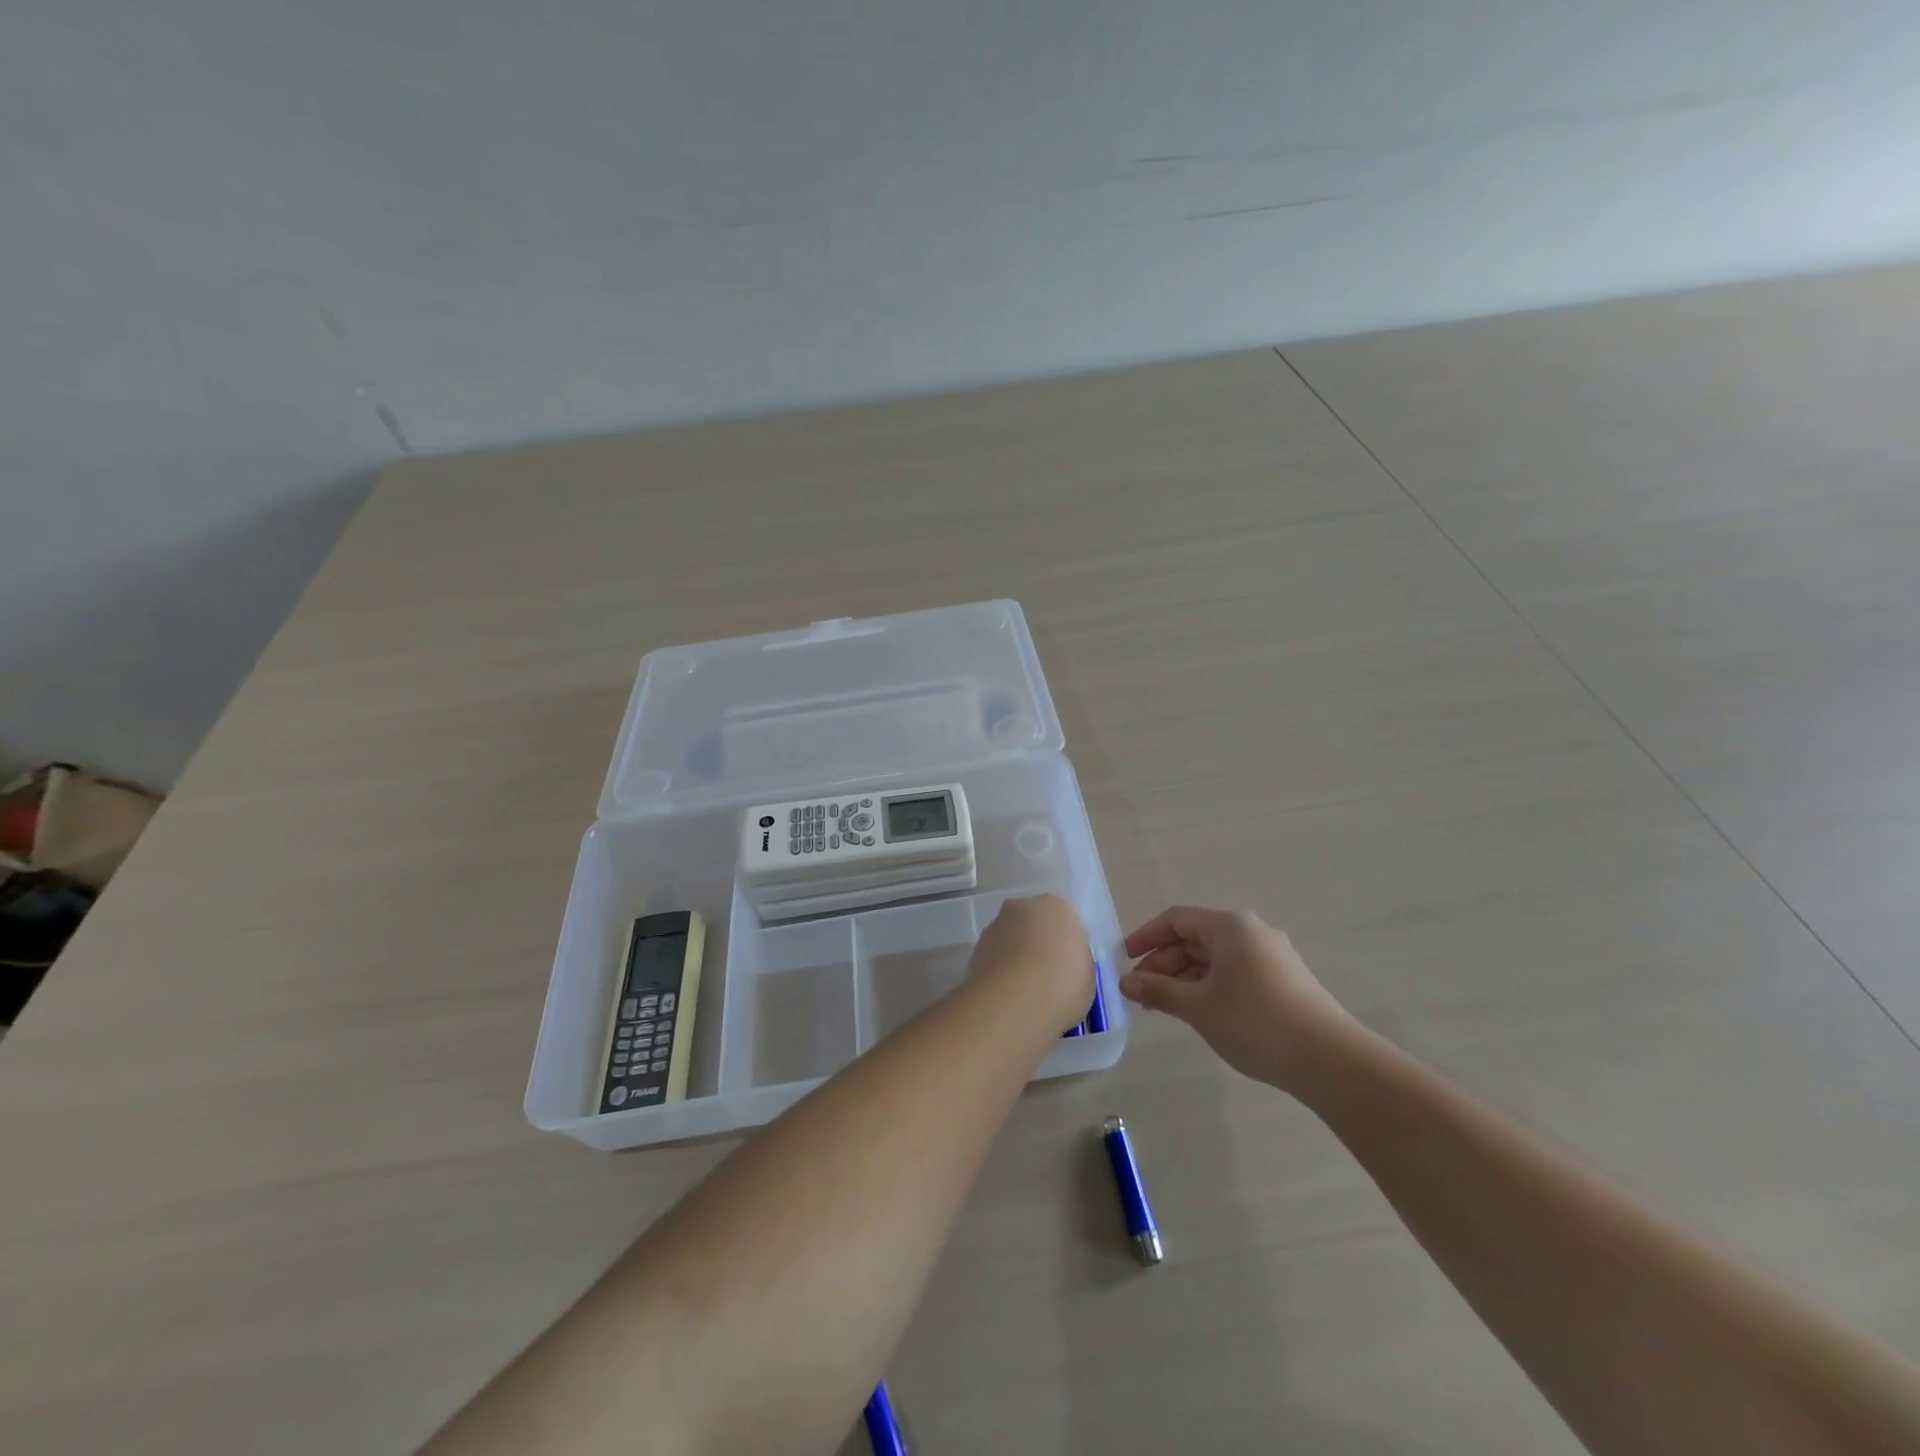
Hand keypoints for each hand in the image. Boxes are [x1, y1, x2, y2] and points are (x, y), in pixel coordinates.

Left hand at [970, 894, 1095, 1033]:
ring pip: (1009, 939)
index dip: (1064, 946)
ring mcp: (995, 925)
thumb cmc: (1063, 984)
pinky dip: (998, 971)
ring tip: (1023, 992)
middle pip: (1032, 924)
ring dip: (1014, 957)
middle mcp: (1023, 906)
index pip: (1063, 921)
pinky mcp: (975, 948)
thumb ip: (1074, 961)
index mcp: (1057, 906)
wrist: (1016, 1000)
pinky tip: (1006, 996)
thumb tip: (1062, 965)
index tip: (1066, 969)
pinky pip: (993, 957)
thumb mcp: (1087, 974)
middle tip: (1044, 977)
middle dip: (1036, 944)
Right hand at [1120, 906, 1352, 1091]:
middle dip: (1164, 962)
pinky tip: (1198, 1011)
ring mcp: (1271, 955)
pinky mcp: (1284, 980)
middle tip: (1140, 991)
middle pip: (1195, 938)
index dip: (1146, 937)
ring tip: (1163, 1005)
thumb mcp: (1198, 1006)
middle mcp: (1251, 932)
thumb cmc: (1255, 1022)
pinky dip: (1209, 985)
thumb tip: (1126, 982)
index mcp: (1230, 926)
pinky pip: (1234, 972)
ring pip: (1215, 957)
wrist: (1330, 1060)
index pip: (1176, 919)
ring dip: (1184, 977)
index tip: (1124, 959)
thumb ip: (1159, 990)